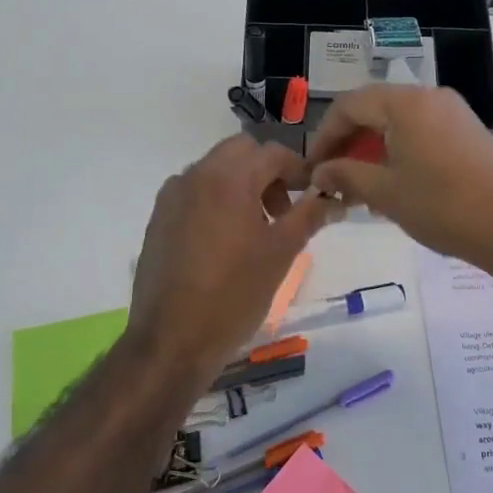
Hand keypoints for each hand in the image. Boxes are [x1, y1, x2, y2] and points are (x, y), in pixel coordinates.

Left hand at [125, 136, 336, 385]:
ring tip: (256, 229)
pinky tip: (225, 241)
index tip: (314, 194)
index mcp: (228, 179)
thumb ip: (309, 216)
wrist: (172, 340)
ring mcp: (172, 196)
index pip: (272, 153)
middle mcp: (195, 176)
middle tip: (284, 210)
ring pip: (215, 169)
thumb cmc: (234, 295)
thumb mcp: (281, 253)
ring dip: (242, 184)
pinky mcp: (158, 218)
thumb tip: (334, 199)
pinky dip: (217, 199)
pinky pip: (194, 191)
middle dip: (268, 172)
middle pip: (240, 152)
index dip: (299, 169)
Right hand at [307, 85, 492, 268]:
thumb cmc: (442, 206)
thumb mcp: (384, 192)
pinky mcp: (468, 132)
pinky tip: (392, 185)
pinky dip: (399, 152)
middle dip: (348, 144)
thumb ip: (345, 174)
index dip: (324, 136)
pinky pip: (421, 132)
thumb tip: (320, 172)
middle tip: (332, 178)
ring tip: (359, 188)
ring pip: (398, 123)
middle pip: (375, 110)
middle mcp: (430, 97)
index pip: (349, 105)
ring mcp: (453, 113)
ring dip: (373, 150)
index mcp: (406, 103)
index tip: (312, 168)